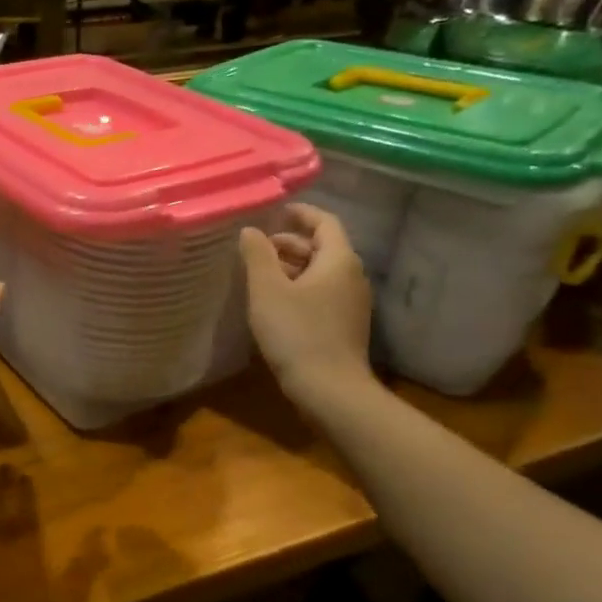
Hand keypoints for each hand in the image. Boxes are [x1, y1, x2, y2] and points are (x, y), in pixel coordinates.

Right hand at [239, 203, 374, 399]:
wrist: (330, 389)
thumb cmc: (297, 333)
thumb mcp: (267, 291)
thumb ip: (257, 256)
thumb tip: (250, 231)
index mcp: (338, 260)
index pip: (324, 222)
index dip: (300, 214)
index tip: (276, 212)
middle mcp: (351, 276)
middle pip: (322, 247)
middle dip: (290, 243)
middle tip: (257, 247)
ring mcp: (351, 303)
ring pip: (321, 272)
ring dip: (292, 267)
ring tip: (260, 274)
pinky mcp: (345, 325)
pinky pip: (322, 293)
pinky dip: (300, 287)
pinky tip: (275, 302)